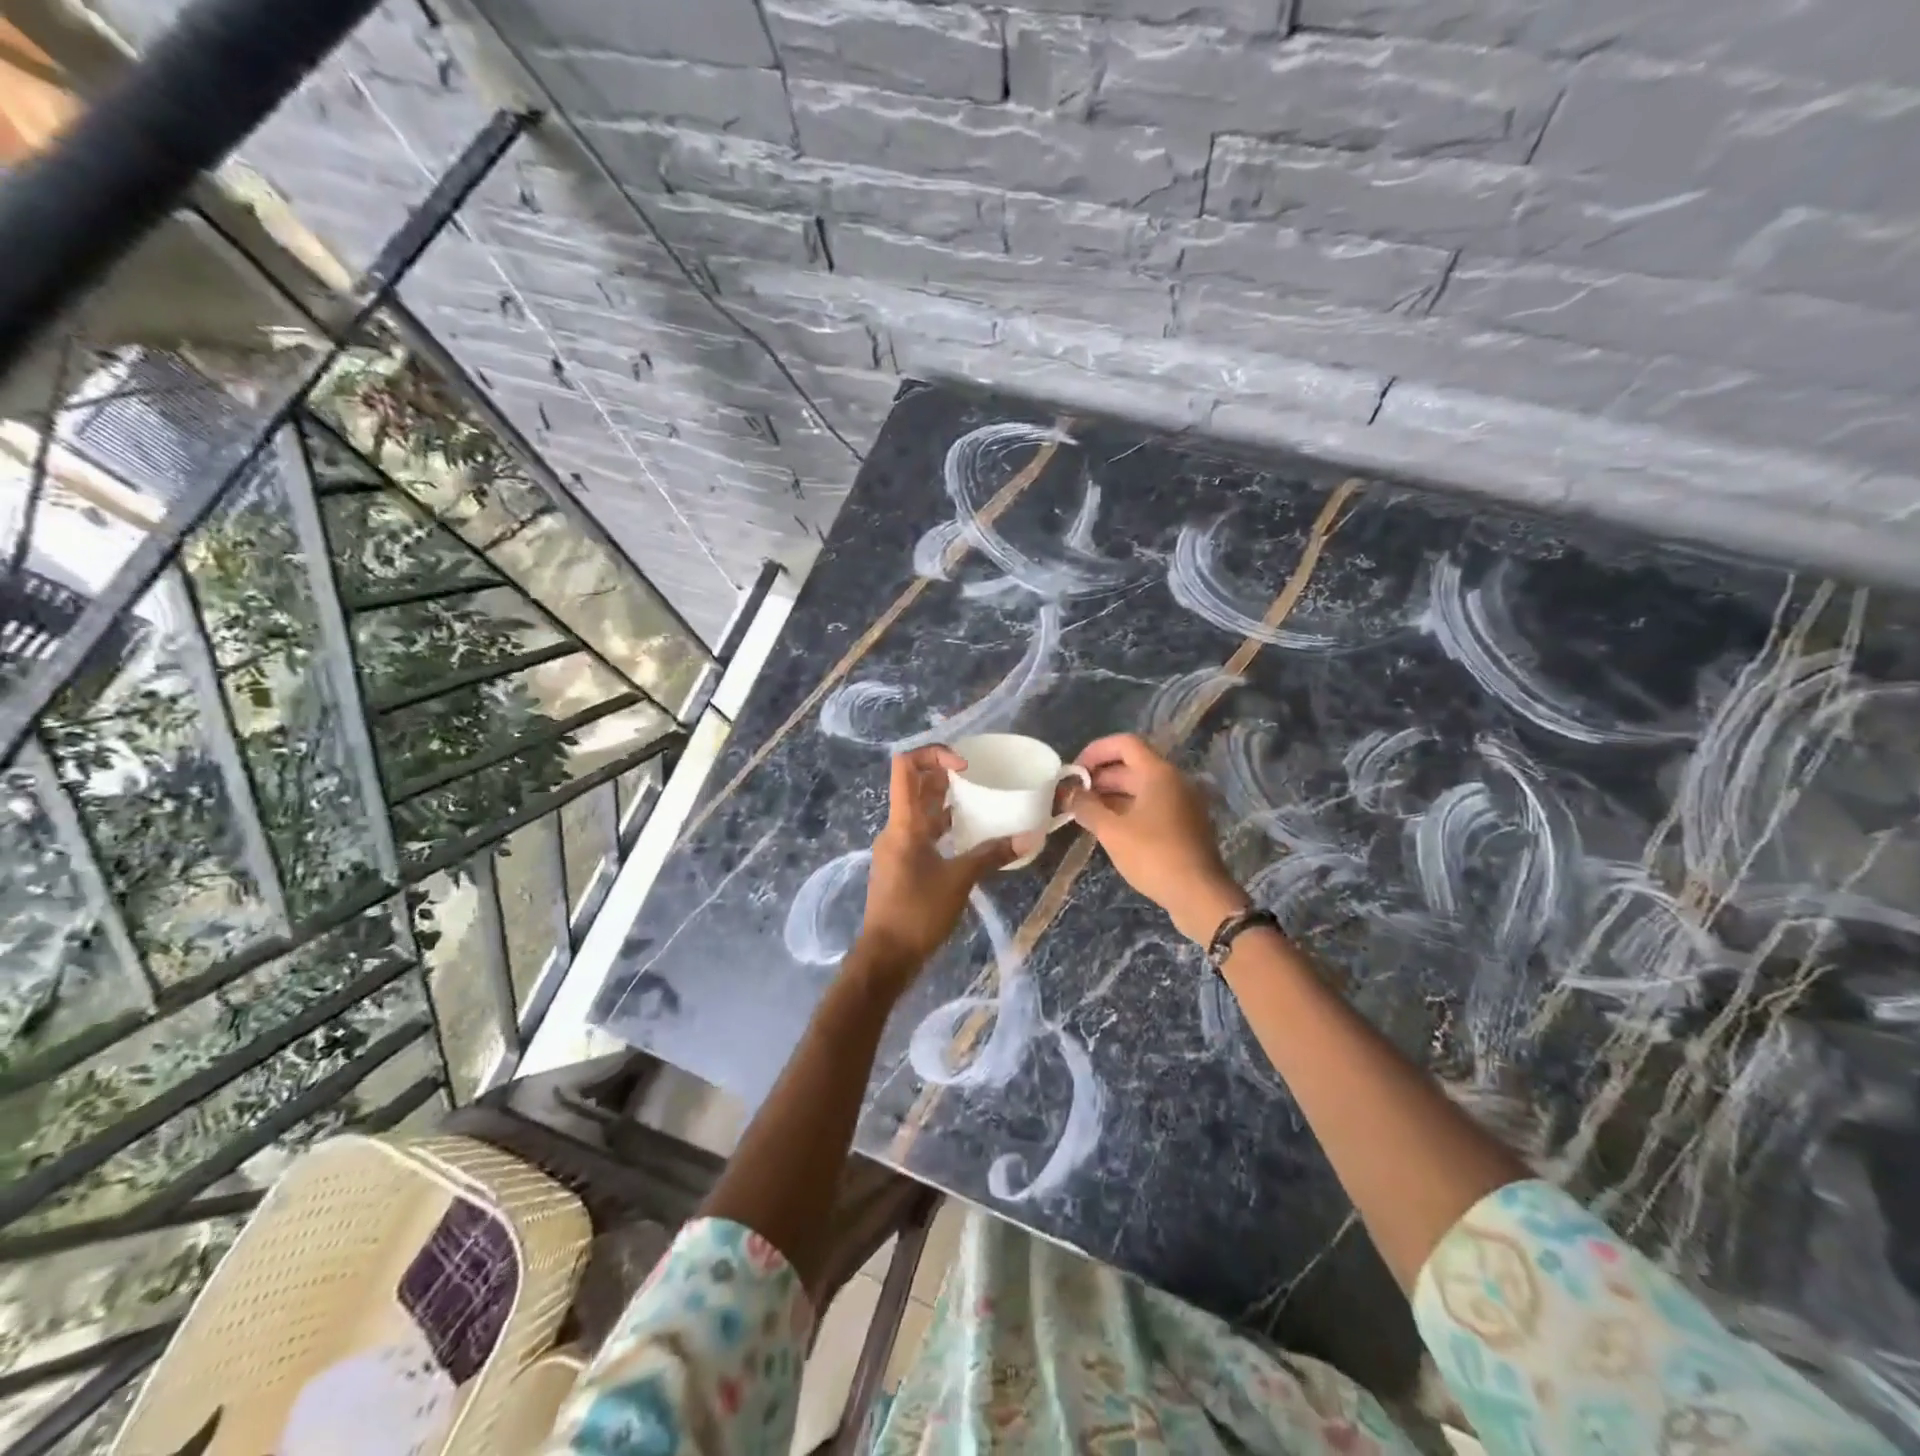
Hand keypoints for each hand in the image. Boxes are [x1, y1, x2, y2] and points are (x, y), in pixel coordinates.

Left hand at [856, 746, 1012, 985]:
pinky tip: (969, 837)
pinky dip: (943, 828)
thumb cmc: (918, 913)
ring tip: (981, 802)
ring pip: (920, 812)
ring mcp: (896, 848)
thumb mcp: (959, 881)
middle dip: (946, 775)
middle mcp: (896, 829)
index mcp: (904, 824)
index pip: (906, 767)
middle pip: (915, 787)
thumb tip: (1030, 837)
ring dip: (946, 802)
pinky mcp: (901, 866)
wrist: (886, 957)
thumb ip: (991, 855)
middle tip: (981, 778)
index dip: (933, 754)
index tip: (966, 766)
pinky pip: (922, 834)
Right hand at [1066, 732, 1249, 942]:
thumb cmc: (1153, 856)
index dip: (1096, 750)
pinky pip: (1152, 805)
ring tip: (1086, 812)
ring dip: (1112, 795)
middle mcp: (1174, 781)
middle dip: (1100, 777)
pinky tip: (1109, 828)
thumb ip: (1087, 807)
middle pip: (1132, 766)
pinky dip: (1128, 809)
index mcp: (1159, 773)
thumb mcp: (1112, 831)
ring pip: (1142, 788)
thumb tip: (1070, 793)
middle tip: (1074, 795)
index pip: (1125, 743)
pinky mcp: (1185, 824)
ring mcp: (1182, 803)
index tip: (1074, 770)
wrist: (1199, 895)